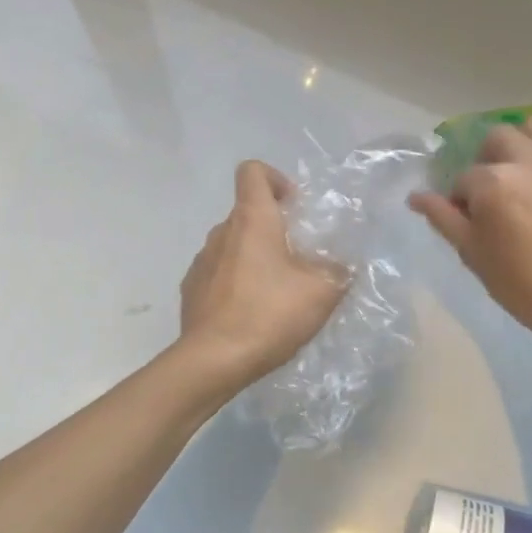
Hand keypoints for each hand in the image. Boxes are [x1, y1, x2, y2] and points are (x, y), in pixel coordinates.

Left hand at [179, 160, 348, 386]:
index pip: (252, 172)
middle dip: (273, 229)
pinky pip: (219, 274)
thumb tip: (340, 266)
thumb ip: (337, 270)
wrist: (213, 360)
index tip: (293, 206)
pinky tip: (251, 313)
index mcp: (251, 220)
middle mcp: (221, 232)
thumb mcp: (322, 292)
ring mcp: (202, 261)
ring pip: (233, 246)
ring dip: (254, 258)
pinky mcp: (191, 290)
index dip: (275, 178)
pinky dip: (236, 283)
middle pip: (247, 213)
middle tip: (298, 260)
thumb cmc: (269, 314)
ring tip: (276, 293)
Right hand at [409, 119, 531, 360]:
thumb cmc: (524, 286)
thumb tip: (415, 196)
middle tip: (494, 191)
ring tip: (524, 173)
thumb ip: (443, 218)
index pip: (463, 178)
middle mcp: (529, 160)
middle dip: (488, 160)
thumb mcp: (473, 254)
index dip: (460, 200)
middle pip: (497, 138)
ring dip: (522, 144)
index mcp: (493, 182)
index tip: (470, 221)